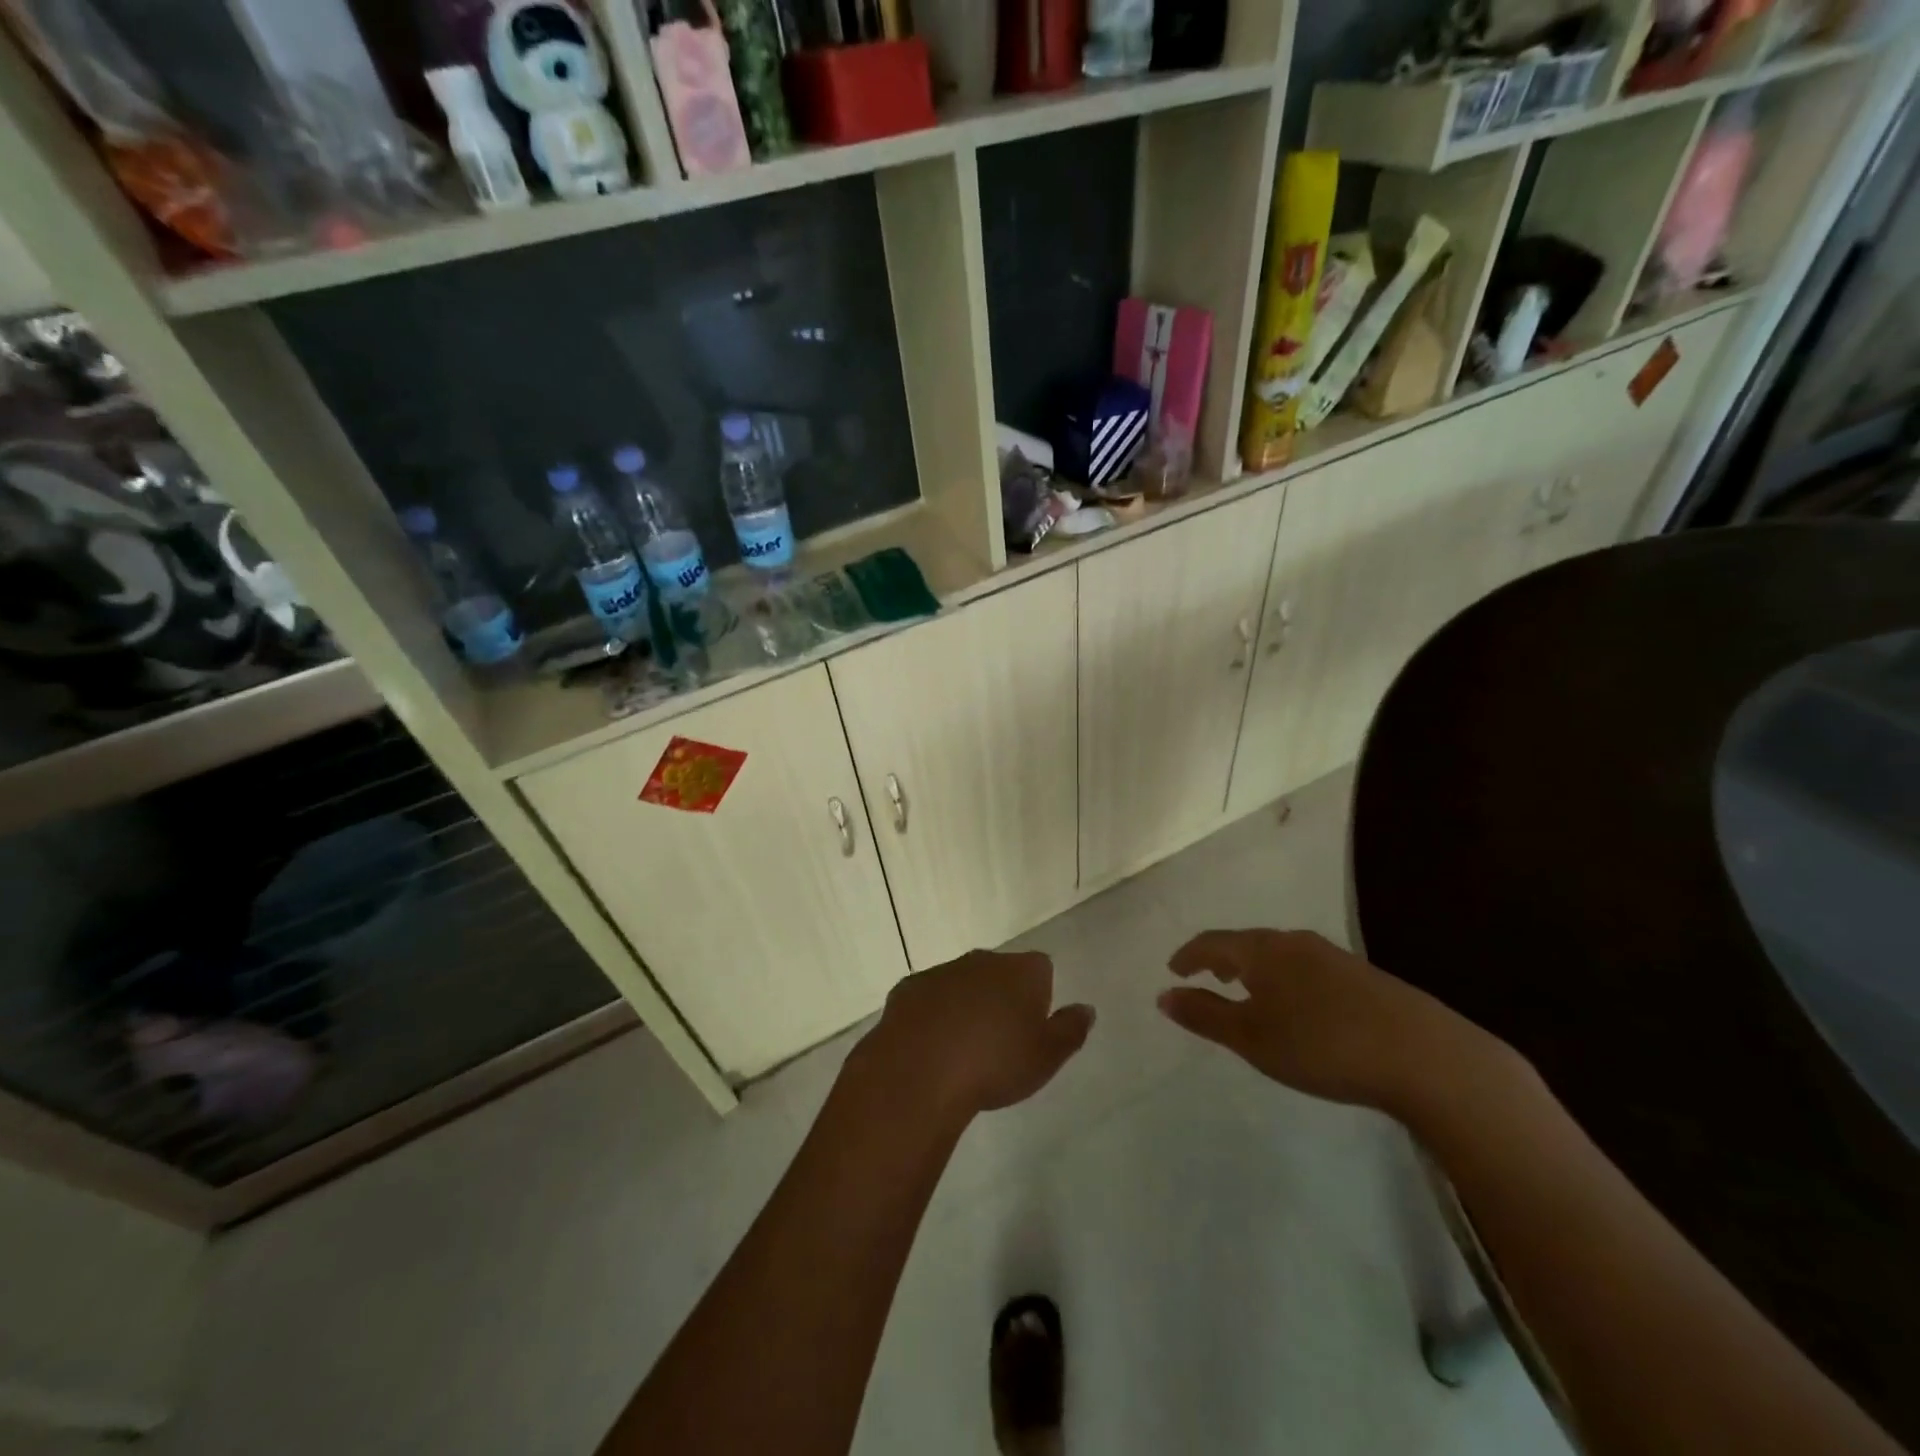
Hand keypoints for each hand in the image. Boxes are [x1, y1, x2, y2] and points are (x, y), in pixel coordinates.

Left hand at [855, 949, 1094, 1118]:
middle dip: (1001, 997)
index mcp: (1021, 971)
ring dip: (965, 1005)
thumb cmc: (994, 1064)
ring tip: (963, 1050)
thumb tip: (1086, 1008)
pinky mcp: (908, 988)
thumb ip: (1070, 1029)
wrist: (920, 1071)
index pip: (1041, 969)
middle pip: (999, 972)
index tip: (1032, 1028)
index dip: (1039, 996)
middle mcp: (982, 960)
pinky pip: (928, 998)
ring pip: (962, 983)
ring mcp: (941, 971)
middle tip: (999, 1041)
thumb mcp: (1047, 1057)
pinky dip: (932, 1015)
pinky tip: (930, 1048)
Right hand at [1158, 929, 1516, 1120]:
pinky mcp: (1364, 976)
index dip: (1189, 955)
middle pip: (1247, 942)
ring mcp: (1333, 956)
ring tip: (1248, 988)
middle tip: (1207, 975)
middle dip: (1222, 958)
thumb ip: (1205, 1015)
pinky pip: (1307, 967)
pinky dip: (1286, 978)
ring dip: (1255, 967)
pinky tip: (1298, 1004)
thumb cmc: (1322, 1045)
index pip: (1213, 942)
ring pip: (1280, 953)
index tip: (1173, 969)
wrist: (1425, 1057)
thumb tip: (1163, 995)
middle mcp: (1295, 942)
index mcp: (1262, 950)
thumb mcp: (1252, 1038)